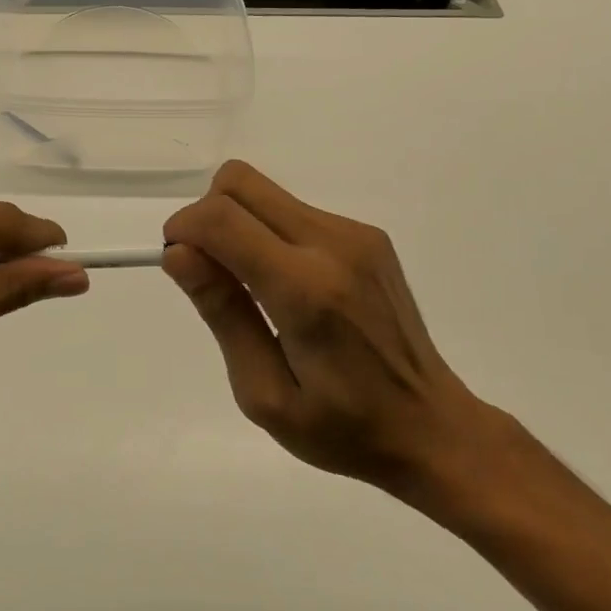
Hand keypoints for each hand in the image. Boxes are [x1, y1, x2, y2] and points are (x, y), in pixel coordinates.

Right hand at [162, 161, 496, 513]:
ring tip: (251, 287)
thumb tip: (178, 253)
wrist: (433, 427)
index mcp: (306, 291)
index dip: (183, 229)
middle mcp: (334, 245)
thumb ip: (222, 313)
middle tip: (209, 271)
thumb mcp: (264, 393)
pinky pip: (294, 210)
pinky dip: (268, 232)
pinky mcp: (368, 236)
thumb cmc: (342, 428)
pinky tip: (287, 286)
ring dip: (237, 223)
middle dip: (205, 215)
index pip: (222, 219)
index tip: (178, 265)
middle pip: (240, 182)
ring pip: (265, 191)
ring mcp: (356, 234)